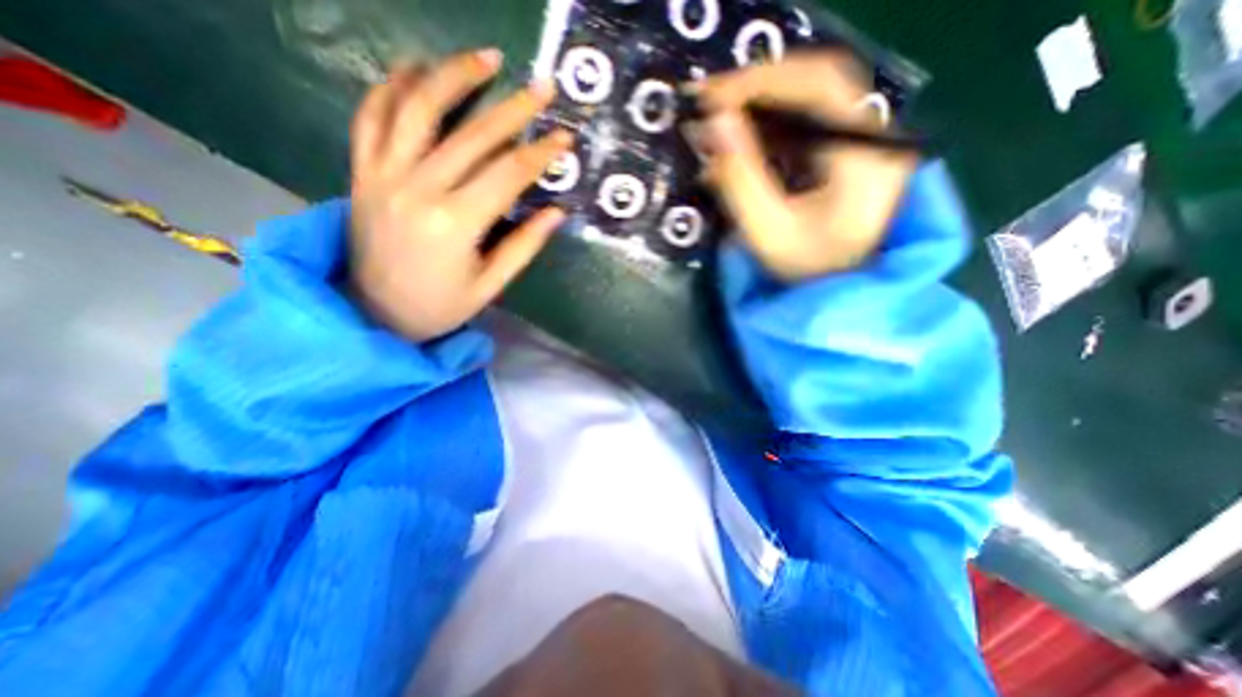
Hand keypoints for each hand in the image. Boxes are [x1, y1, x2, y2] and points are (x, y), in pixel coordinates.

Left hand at [350, 46, 572, 338]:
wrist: (375, 312)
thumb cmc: (441, 305)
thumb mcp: (490, 284)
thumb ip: (524, 245)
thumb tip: (558, 213)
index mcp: (456, 224)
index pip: (508, 174)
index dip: (540, 153)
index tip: (564, 137)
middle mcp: (418, 189)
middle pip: (473, 135)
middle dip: (514, 108)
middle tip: (543, 87)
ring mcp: (384, 175)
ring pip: (419, 108)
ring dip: (454, 75)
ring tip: (487, 58)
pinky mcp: (362, 171)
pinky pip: (372, 115)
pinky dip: (392, 85)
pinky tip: (416, 68)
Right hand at [688, 48, 919, 283]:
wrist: (839, 291)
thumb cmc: (807, 272)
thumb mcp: (769, 233)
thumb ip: (741, 180)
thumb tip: (713, 126)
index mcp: (865, 153)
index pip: (817, 86)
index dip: (760, 83)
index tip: (711, 98)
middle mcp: (872, 134)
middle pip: (816, 81)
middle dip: (757, 88)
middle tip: (709, 102)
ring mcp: (861, 139)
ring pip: (810, 97)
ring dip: (760, 104)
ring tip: (718, 119)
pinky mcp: (845, 150)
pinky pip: (806, 120)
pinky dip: (768, 122)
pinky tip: (742, 137)